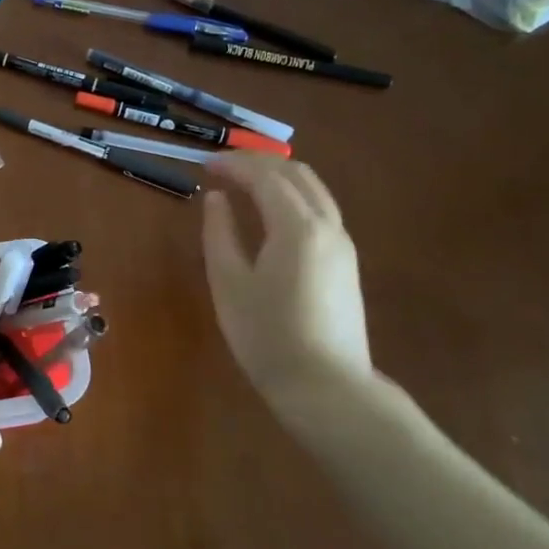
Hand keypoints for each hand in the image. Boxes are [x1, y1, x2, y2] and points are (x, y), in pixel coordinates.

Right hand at [202, 156, 372, 396]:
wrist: (326, 385)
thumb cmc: (266, 334)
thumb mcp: (229, 282)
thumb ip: (220, 233)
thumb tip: (216, 198)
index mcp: (297, 226)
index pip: (265, 176)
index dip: (233, 164)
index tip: (203, 165)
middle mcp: (327, 225)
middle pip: (296, 174)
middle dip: (257, 163)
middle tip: (221, 168)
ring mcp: (342, 244)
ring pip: (313, 190)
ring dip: (277, 177)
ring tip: (242, 184)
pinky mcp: (345, 262)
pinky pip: (319, 210)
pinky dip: (291, 197)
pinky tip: (269, 213)